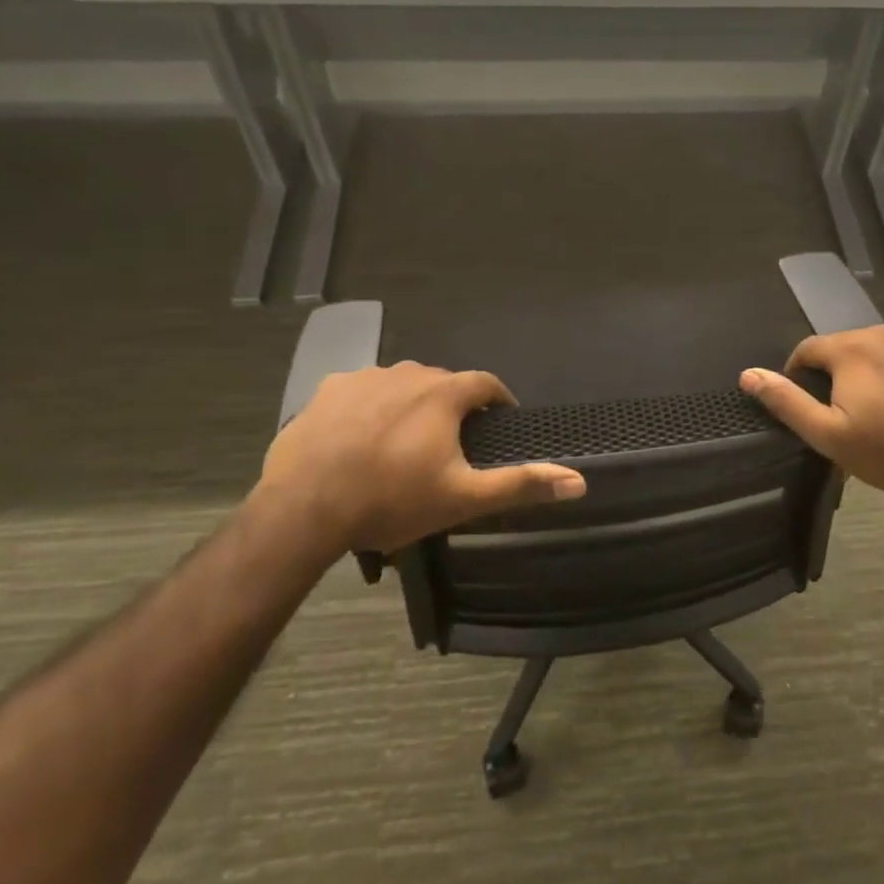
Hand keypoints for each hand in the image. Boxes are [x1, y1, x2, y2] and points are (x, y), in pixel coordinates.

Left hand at [257, 362, 585, 563]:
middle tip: (451, 442)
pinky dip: (370, 407)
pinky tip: (361, 438)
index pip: (485, 383)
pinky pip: (361, 392)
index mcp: (442, 394)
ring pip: (400, 384)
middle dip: (453, 405)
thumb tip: (579, 481)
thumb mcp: (463, 498)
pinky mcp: (325, 392)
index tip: (501, 420)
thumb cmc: (391, 500)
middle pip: (442, 382)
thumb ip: (521, 484)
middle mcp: (405, 373)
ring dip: (411, 404)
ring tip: (405, 441)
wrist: (304, 510)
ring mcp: (362, 378)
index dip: (498, 399)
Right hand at [739, 325, 883, 500]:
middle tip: (852, 409)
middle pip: (848, 346)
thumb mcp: (828, 435)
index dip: (801, 373)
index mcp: (850, 350)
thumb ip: (786, 401)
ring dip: (876, 365)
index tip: (810, 400)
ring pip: (883, 345)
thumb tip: (748, 374)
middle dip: (841, 371)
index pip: (809, 349)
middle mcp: (883, 331)